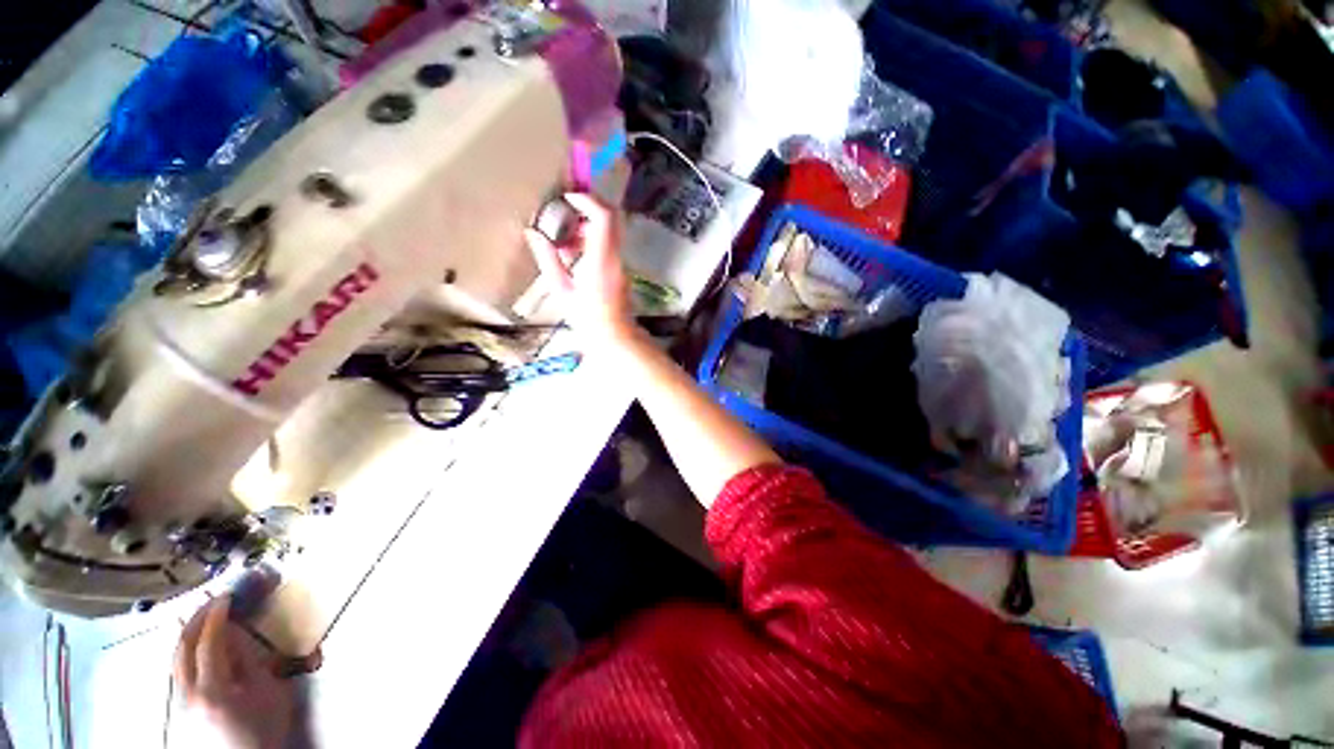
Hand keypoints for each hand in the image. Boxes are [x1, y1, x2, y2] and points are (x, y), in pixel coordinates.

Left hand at [174, 597, 294, 748]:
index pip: (208, 642)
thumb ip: (250, 661)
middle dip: (196, 620)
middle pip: (182, 648)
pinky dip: (186, 652)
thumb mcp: (269, 693)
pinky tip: (196, 647)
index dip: (216, 616)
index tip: (228, 596)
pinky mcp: (180, 709)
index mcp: (212, 689)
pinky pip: (178, 671)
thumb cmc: (265, 728)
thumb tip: (237, 631)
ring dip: (188, 635)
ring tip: (202, 618)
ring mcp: (179, 703)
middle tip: (213, 601)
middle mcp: (187, 694)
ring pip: (176, 660)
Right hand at [524, 193, 636, 350]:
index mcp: (600, 260)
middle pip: (611, 218)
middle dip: (588, 209)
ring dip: (588, 228)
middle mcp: (615, 257)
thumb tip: (532, 232)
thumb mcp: (561, 290)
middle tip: (565, 215)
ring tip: (565, 246)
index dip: (588, 200)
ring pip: (610, 231)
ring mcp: (621, 263)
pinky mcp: (621, 269)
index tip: (568, 197)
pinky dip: (592, 242)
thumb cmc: (586, 319)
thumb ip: (548, 258)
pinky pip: (608, 245)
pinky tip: (575, 260)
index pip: (604, 217)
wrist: (614, 337)